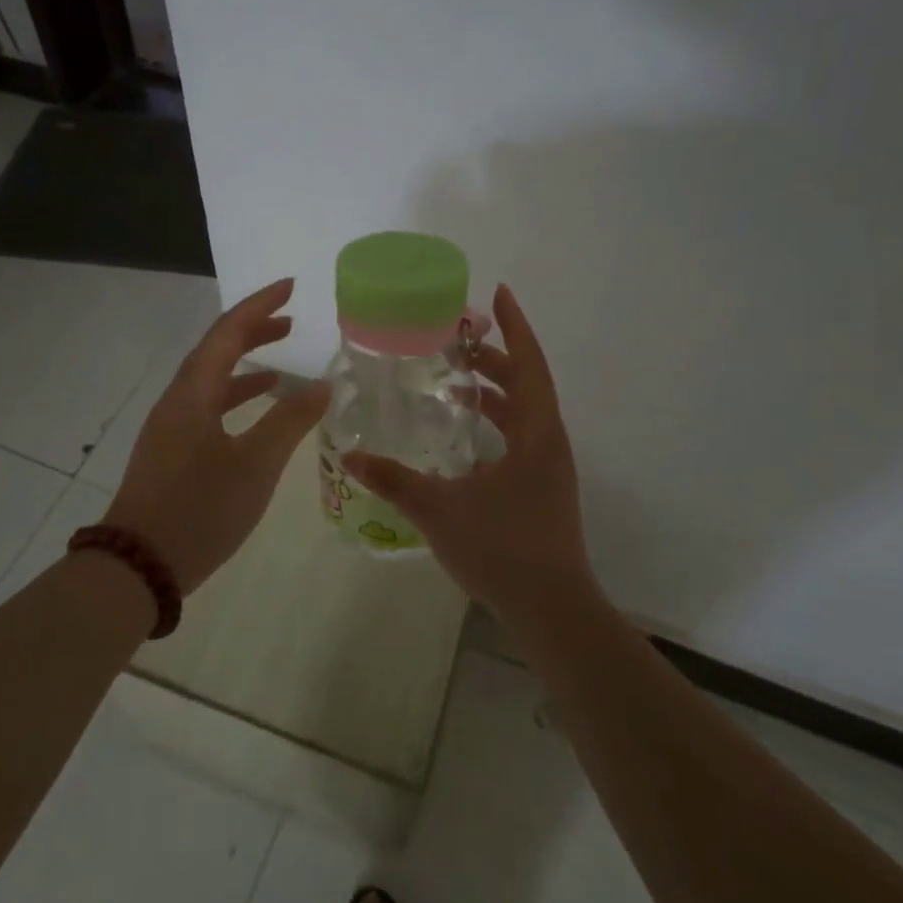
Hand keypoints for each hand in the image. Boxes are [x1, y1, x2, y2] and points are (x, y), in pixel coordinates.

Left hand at [107, 278, 330, 592]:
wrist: (138, 566)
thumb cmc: (199, 510)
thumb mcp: (255, 465)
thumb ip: (290, 421)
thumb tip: (322, 384)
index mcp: (193, 393)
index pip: (227, 332)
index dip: (260, 306)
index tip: (291, 286)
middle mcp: (177, 401)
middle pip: (215, 350)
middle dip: (252, 330)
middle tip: (291, 320)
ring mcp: (170, 427)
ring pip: (210, 380)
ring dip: (244, 364)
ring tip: (281, 361)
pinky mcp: (170, 452)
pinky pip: (207, 407)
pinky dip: (235, 398)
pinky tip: (257, 412)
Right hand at [342, 284, 597, 628]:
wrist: (551, 609)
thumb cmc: (502, 550)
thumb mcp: (440, 510)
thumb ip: (394, 481)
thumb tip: (351, 456)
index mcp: (537, 435)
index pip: (529, 365)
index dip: (515, 327)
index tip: (499, 293)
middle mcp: (549, 443)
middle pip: (527, 384)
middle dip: (495, 357)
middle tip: (456, 340)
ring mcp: (549, 468)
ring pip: (525, 413)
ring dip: (497, 391)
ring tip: (457, 379)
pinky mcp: (542, 489)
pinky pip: (521, 437)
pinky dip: (497, 422)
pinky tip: (465, 436)